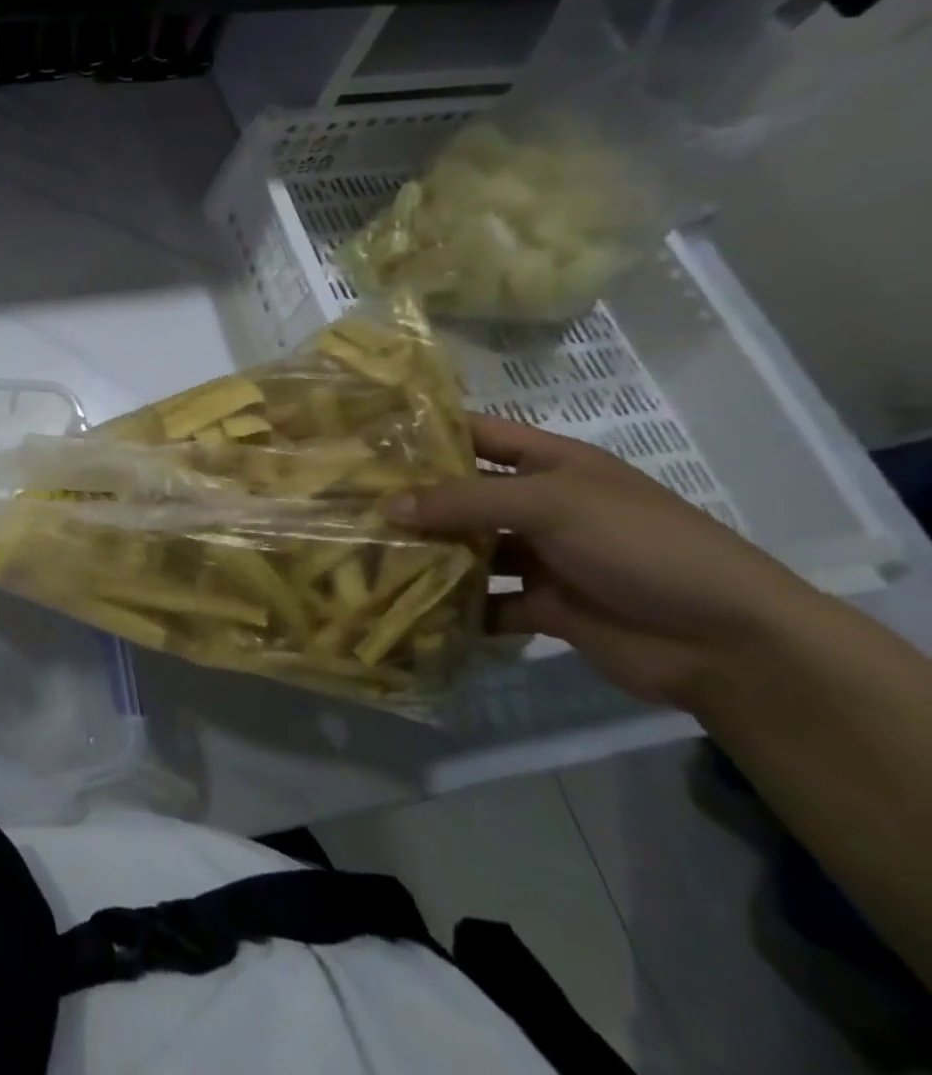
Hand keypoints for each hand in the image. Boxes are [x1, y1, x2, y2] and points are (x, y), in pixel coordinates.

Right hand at [387, 415, 821, 708]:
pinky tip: (407, 607)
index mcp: (552, 463)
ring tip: (364, 555)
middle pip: (463, 494)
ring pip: (468, 549)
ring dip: (427, 554)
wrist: (729, 643)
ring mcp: (542, 557)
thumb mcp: (551, 505)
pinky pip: (485, 602)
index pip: (478, 433)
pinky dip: (453, 607)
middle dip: (413, 499)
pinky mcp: (543, 606)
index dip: (427, 431)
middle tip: (346, 502)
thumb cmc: (641, 546)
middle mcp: (541, 505)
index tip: (366, 436)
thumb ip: (464, 502)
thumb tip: (385, 506)